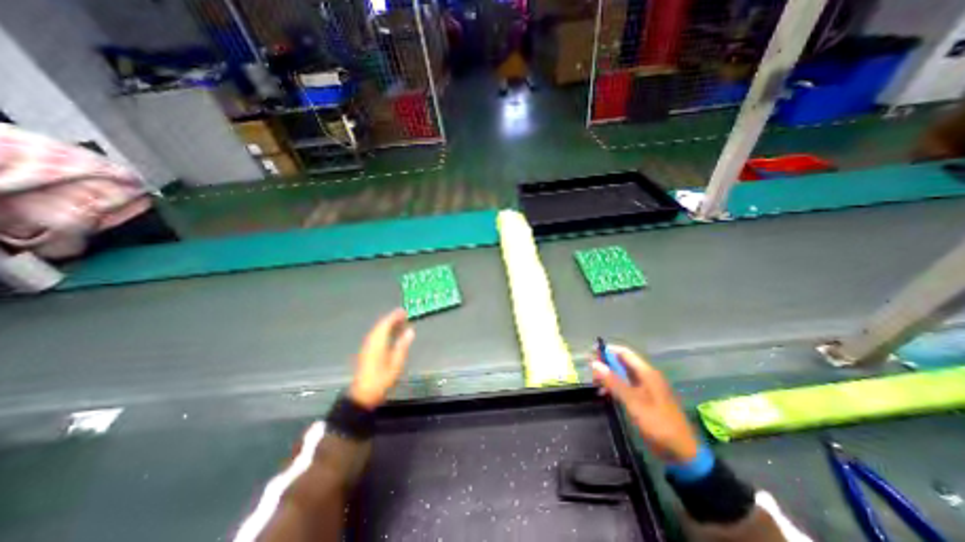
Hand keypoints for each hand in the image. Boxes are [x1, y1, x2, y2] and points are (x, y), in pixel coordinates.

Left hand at [351, 309, 418, 410]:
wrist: (362, 395)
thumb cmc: (381, 379)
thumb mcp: (396, 364)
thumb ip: (402, 345)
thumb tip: (410, 331)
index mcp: (378, 342)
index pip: (385, 324)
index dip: (394, 316)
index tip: (404, 310)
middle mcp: (371, 341)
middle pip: (380, 325)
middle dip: (391, 318)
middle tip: (403, 314)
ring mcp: (367, 347)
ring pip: (377, 330)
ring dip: (387, 324)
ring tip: (399, 322)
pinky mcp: (366, 352)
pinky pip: (375, 335)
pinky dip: (383, 330)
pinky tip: (389, 334)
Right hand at [588, 344, 701, 463]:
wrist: (682, 454)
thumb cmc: (658, 424)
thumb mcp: (633, 402)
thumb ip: (614, 382)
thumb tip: (595, 363)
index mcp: (647, 373)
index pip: (624, 353)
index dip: (608, 351)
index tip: (591, 353)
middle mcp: (646, 377)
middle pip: (623, 363)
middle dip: (606, 364)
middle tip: (591, 371)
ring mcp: (646, 389)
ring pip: (623, 376)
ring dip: (609, 377)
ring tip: (595, 383)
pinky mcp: (644, 401)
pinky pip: (625, 387)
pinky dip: (614, 388)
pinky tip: (604, 394)